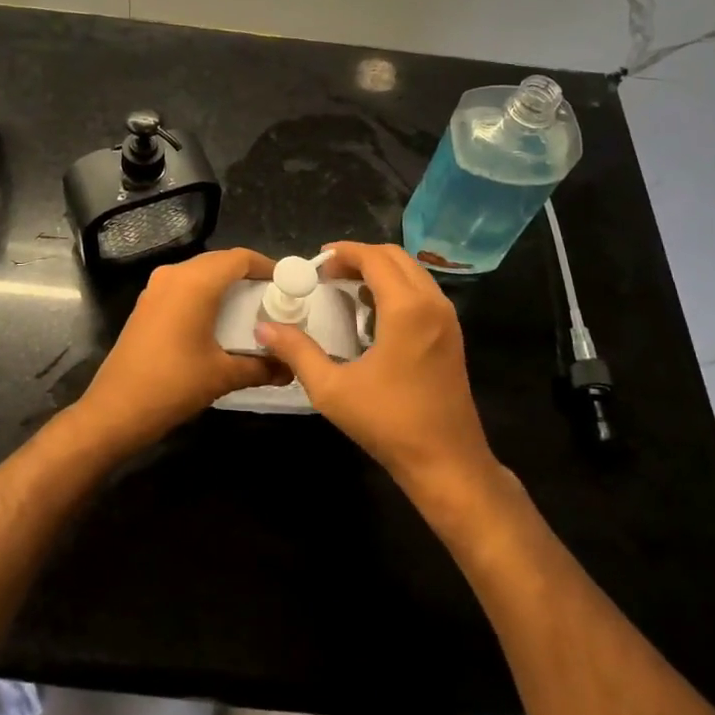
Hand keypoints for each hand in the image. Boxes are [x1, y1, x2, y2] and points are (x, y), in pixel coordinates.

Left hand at [75, 246, 284, 456]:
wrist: (116, 409)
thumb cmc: (173, 385)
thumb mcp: (223, 375)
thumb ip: (261, 367)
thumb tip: (290, 368)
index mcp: (195, 282)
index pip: (239, 258)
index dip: (266, 266)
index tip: (289, 283)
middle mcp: (174, 275)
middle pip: (220, 262)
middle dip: (248, 276)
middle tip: (274, 299)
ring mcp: (156, 288)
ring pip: (200, 273)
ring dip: (226, 285)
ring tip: (251, 310)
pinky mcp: (146, 303)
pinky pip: (183, 286)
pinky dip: (205, 294)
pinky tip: (218, 321)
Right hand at [254, 242, 498, 497]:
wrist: (447, 463)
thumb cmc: (389, 423)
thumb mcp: (332, 389)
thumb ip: (297, 352)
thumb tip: (263, 328)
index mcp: (407, 308)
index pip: (374, 258)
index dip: (344, 252)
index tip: (316, 262)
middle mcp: (432, 303)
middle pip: (396, 257)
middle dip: (360, 257)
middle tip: (327, 273)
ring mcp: (447, 319)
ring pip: (412, 272)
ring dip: (380, 271)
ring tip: (346, 288)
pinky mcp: (451, 335)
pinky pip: (422, 292)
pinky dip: (397, 288)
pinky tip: (372, 314)